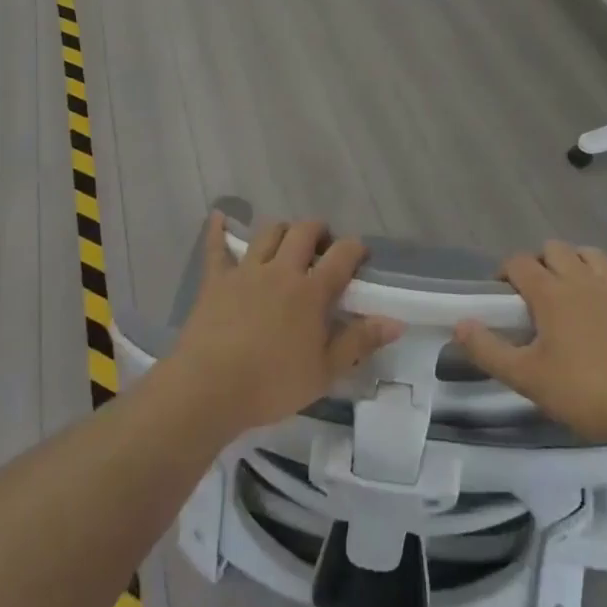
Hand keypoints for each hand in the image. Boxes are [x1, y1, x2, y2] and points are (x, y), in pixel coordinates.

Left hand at [167, 213, 402, 437]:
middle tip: (323, 246)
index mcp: (311, 292)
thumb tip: (396, 321)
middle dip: (318, 231)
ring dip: (282, 230)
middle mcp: (281, 270)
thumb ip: (359, 341)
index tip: (360, 254)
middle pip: (304, 231)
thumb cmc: (272, 384)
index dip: (355, 248)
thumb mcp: (325, 371)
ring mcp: (246, 271)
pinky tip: (219, 217)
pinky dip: (218, 230)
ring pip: (268, 233)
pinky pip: (216, 247)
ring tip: (286, 243)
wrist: (209, 388)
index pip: (342, 255)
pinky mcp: (216, 280)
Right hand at [453, 240, 606, 447]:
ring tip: (561, 293)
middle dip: (536, 264)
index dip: (504, 274)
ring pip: (583, 252)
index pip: (518, 262)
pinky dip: (595, 274)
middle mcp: (578, 279)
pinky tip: (591, 301)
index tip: (499, 301)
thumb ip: (489, 350)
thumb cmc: (583, 390)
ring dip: (568, 262)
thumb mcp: (527, 378)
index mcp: (550, 292)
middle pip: (551, 248)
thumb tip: (459, 325)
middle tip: (529, 299)